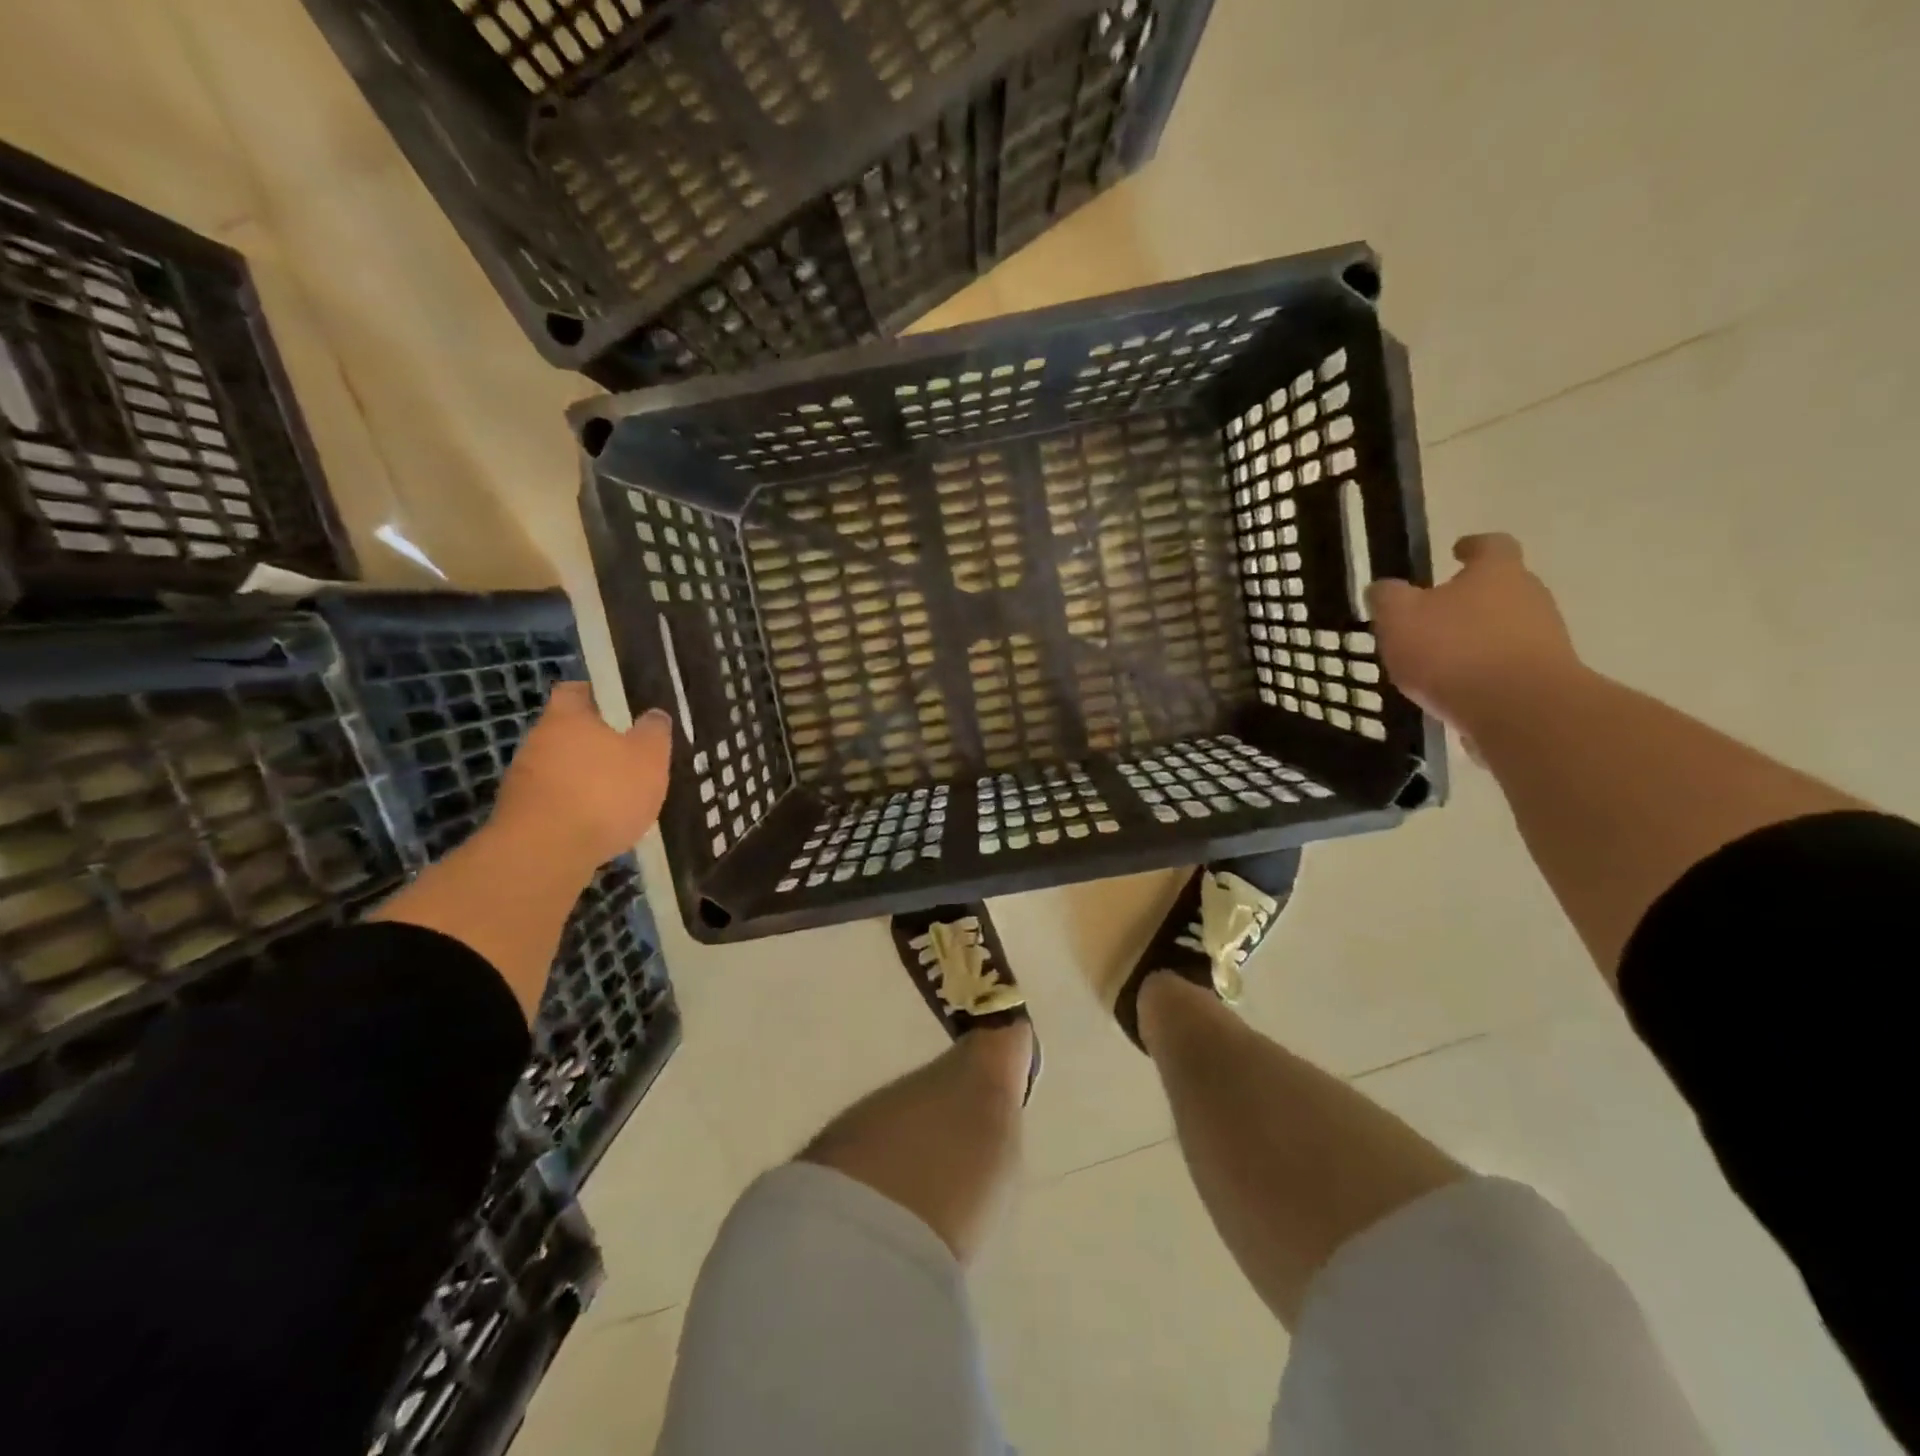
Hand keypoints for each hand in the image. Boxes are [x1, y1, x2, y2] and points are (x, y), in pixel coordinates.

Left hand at [490, 682, 672, 871]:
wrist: (545, 853)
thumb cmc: (604, 792)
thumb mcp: (649, 758)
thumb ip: (654, 732)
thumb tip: (654, 714)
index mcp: (567, 717)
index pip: (575, 691)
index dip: (597, 694)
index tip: (619, 706)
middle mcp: (537, 740)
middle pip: (566, 732)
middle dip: (594, 743)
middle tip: (627, 756)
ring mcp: (522, 779)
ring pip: (559, 768)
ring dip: (583, 778)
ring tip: (616, 797)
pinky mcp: (518, 815)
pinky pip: (553, 801)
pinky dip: (573, 808)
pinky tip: (596, 825)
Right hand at [1366, 534, 1580, 731]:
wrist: (1520, 710)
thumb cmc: (1454, 650)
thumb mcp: (1399, 618)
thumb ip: (1387, 598)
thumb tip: (1383, 588)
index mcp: (1496, 572)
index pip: (1490, 544)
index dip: (1472, 546)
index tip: (1457, 551)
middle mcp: (1530, 596)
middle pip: (1501, 588)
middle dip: (1470, 599)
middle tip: (1435, 614)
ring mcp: (1545, 638)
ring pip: (1506, 628)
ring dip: (1477, 638)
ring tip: (1440, 660)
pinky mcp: (1546, 677)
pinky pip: (1509, 666)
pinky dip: (1485, 672)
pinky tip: (1458, 692)